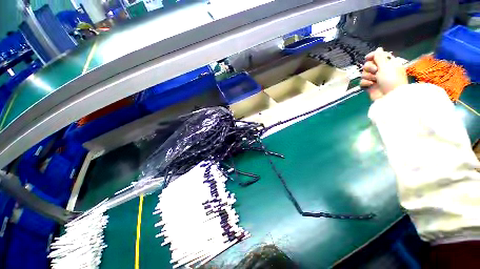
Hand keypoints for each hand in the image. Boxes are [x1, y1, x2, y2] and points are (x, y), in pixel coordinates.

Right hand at [360, 48, 407, 100]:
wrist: (389, 96)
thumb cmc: (391, 79)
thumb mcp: (386, 66)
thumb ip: (380, 57)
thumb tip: (378, 48)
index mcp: (387, 63)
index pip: (377, 56)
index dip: (372, 56)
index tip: (367, 58)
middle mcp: (381, 70)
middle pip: (368, 65)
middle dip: (369, 68)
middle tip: (376, 72)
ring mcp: (375, 78)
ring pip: (364, 73)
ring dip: (368, 76)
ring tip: (374, 80)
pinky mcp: (369, 86)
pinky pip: (362, 82)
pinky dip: (365, 83)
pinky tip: (370, 85)